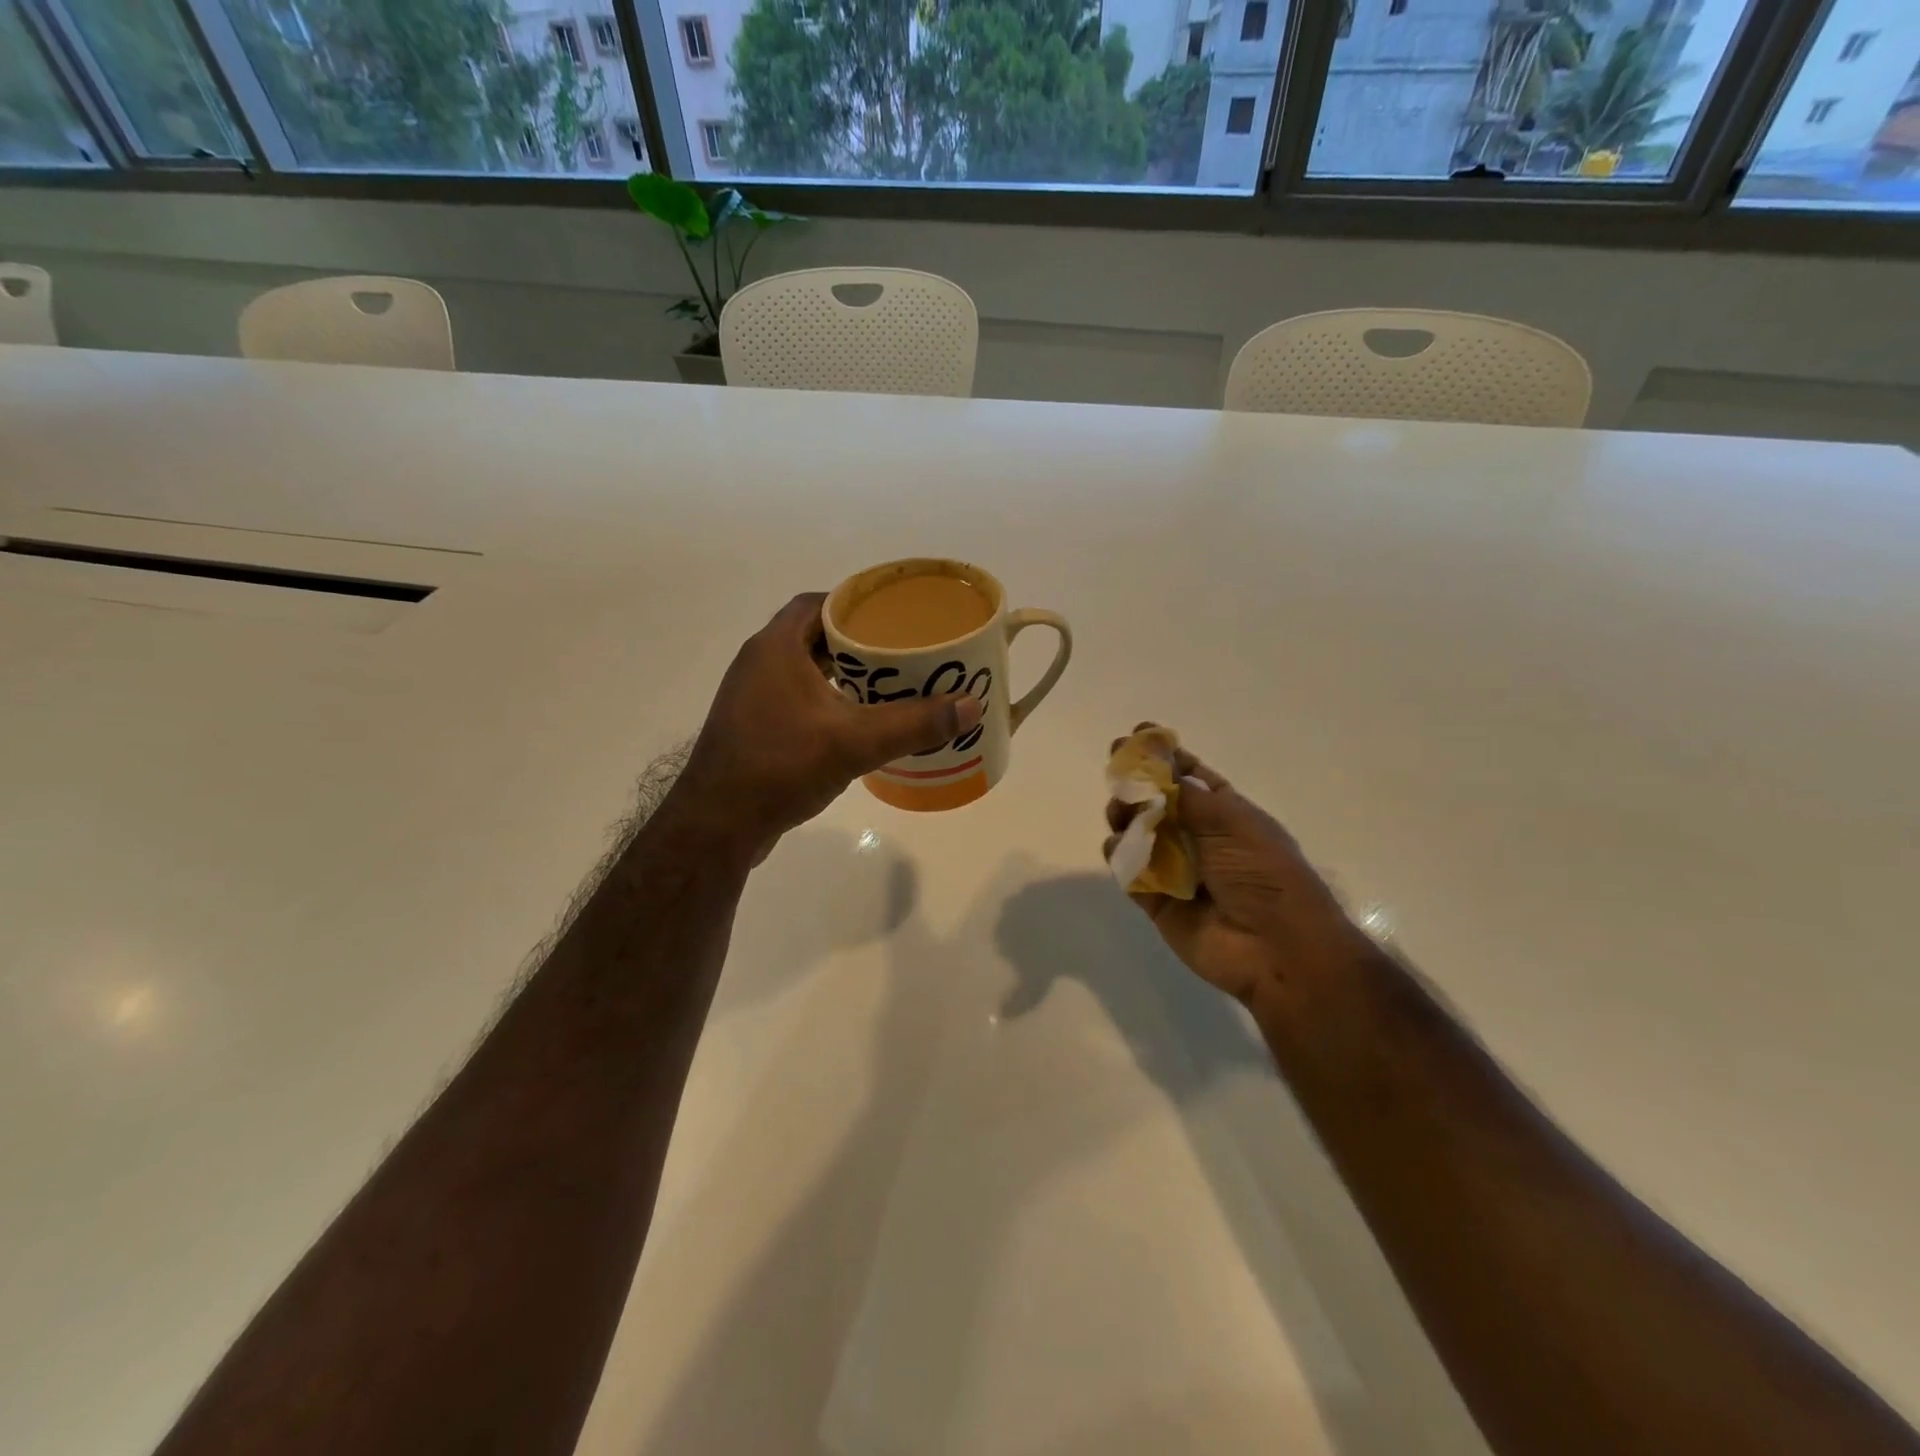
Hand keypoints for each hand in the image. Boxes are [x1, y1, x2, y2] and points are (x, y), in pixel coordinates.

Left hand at [670, 593, 981, 861]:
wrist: (718, 824)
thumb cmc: (781, 766)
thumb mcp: (855, 742)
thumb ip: (914, 723)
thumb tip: (970, 706)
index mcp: (776, 646)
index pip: (819, 603)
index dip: (856, 604)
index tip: (894, 616)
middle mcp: (759, 662)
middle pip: (814, 635)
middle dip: (858, 642)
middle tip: (902, 653)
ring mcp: (751, 697)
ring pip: (805, 670)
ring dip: (842, 674)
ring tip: (888, 685)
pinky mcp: (752, 728)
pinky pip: (796, 699)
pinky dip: (827, 701)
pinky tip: (856, 723)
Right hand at [1104, 726, 1361, 1007]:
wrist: (1276, 947)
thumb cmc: (1263, 874)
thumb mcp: (1230, 821)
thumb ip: (1184, 793)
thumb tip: (1153, 766)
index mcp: (1225, 814)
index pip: (1190, 777)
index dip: (1165, 757)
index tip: (1138, 735)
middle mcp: (1198, 838)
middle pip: (1157, 802)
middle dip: (1136, 783)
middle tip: (1117, 769)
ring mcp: (1175, 869)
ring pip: (1137, 833)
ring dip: (1125, 815)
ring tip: (1120, 811)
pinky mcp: (1156, 899)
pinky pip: (1130, 871)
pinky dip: (1120, 855)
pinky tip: (1120, 845)